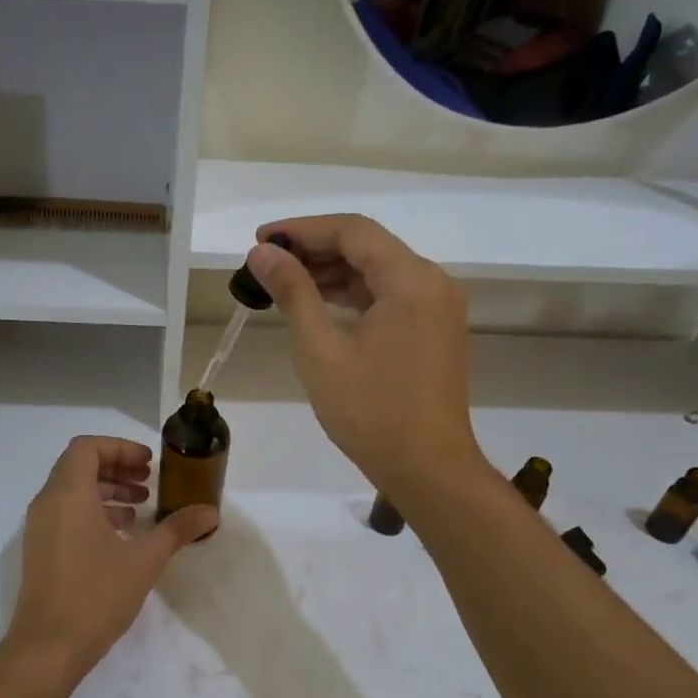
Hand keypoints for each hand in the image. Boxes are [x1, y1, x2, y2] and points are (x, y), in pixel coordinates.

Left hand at [7, 436, 217, 677]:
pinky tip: (122, 535)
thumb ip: (177, 530)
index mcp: (68, 494)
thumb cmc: (96, 595)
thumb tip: (210, 512)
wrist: (48, 647)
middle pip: (79, 466)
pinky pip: (65, 514)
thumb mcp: (144, 560)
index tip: (148, 464)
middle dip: (116, 467)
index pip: (87, 447)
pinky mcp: (39, 550)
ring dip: (106, 491)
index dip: (120, 448)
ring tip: (141, 508)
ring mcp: (39, 528)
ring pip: (72, 491)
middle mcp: (48, 503)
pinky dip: (93, 512)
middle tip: (148, 481)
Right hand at [245, 215, 481, 495]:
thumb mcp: (320, 350)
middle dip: (315, 250)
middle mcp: (432, 283)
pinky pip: (390, 298)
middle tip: (265, 263)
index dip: (302, 229)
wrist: (428, 469)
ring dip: (332, 273)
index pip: (352, 231)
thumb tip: (263, 253)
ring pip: (378, 273)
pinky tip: (319, 307)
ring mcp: (438, 309)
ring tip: (283, 283)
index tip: (260, 240)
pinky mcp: (434, 332)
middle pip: (368, 247)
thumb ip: (293, 292)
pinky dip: (353, 296)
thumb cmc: (371, 411)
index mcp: (411, 280)